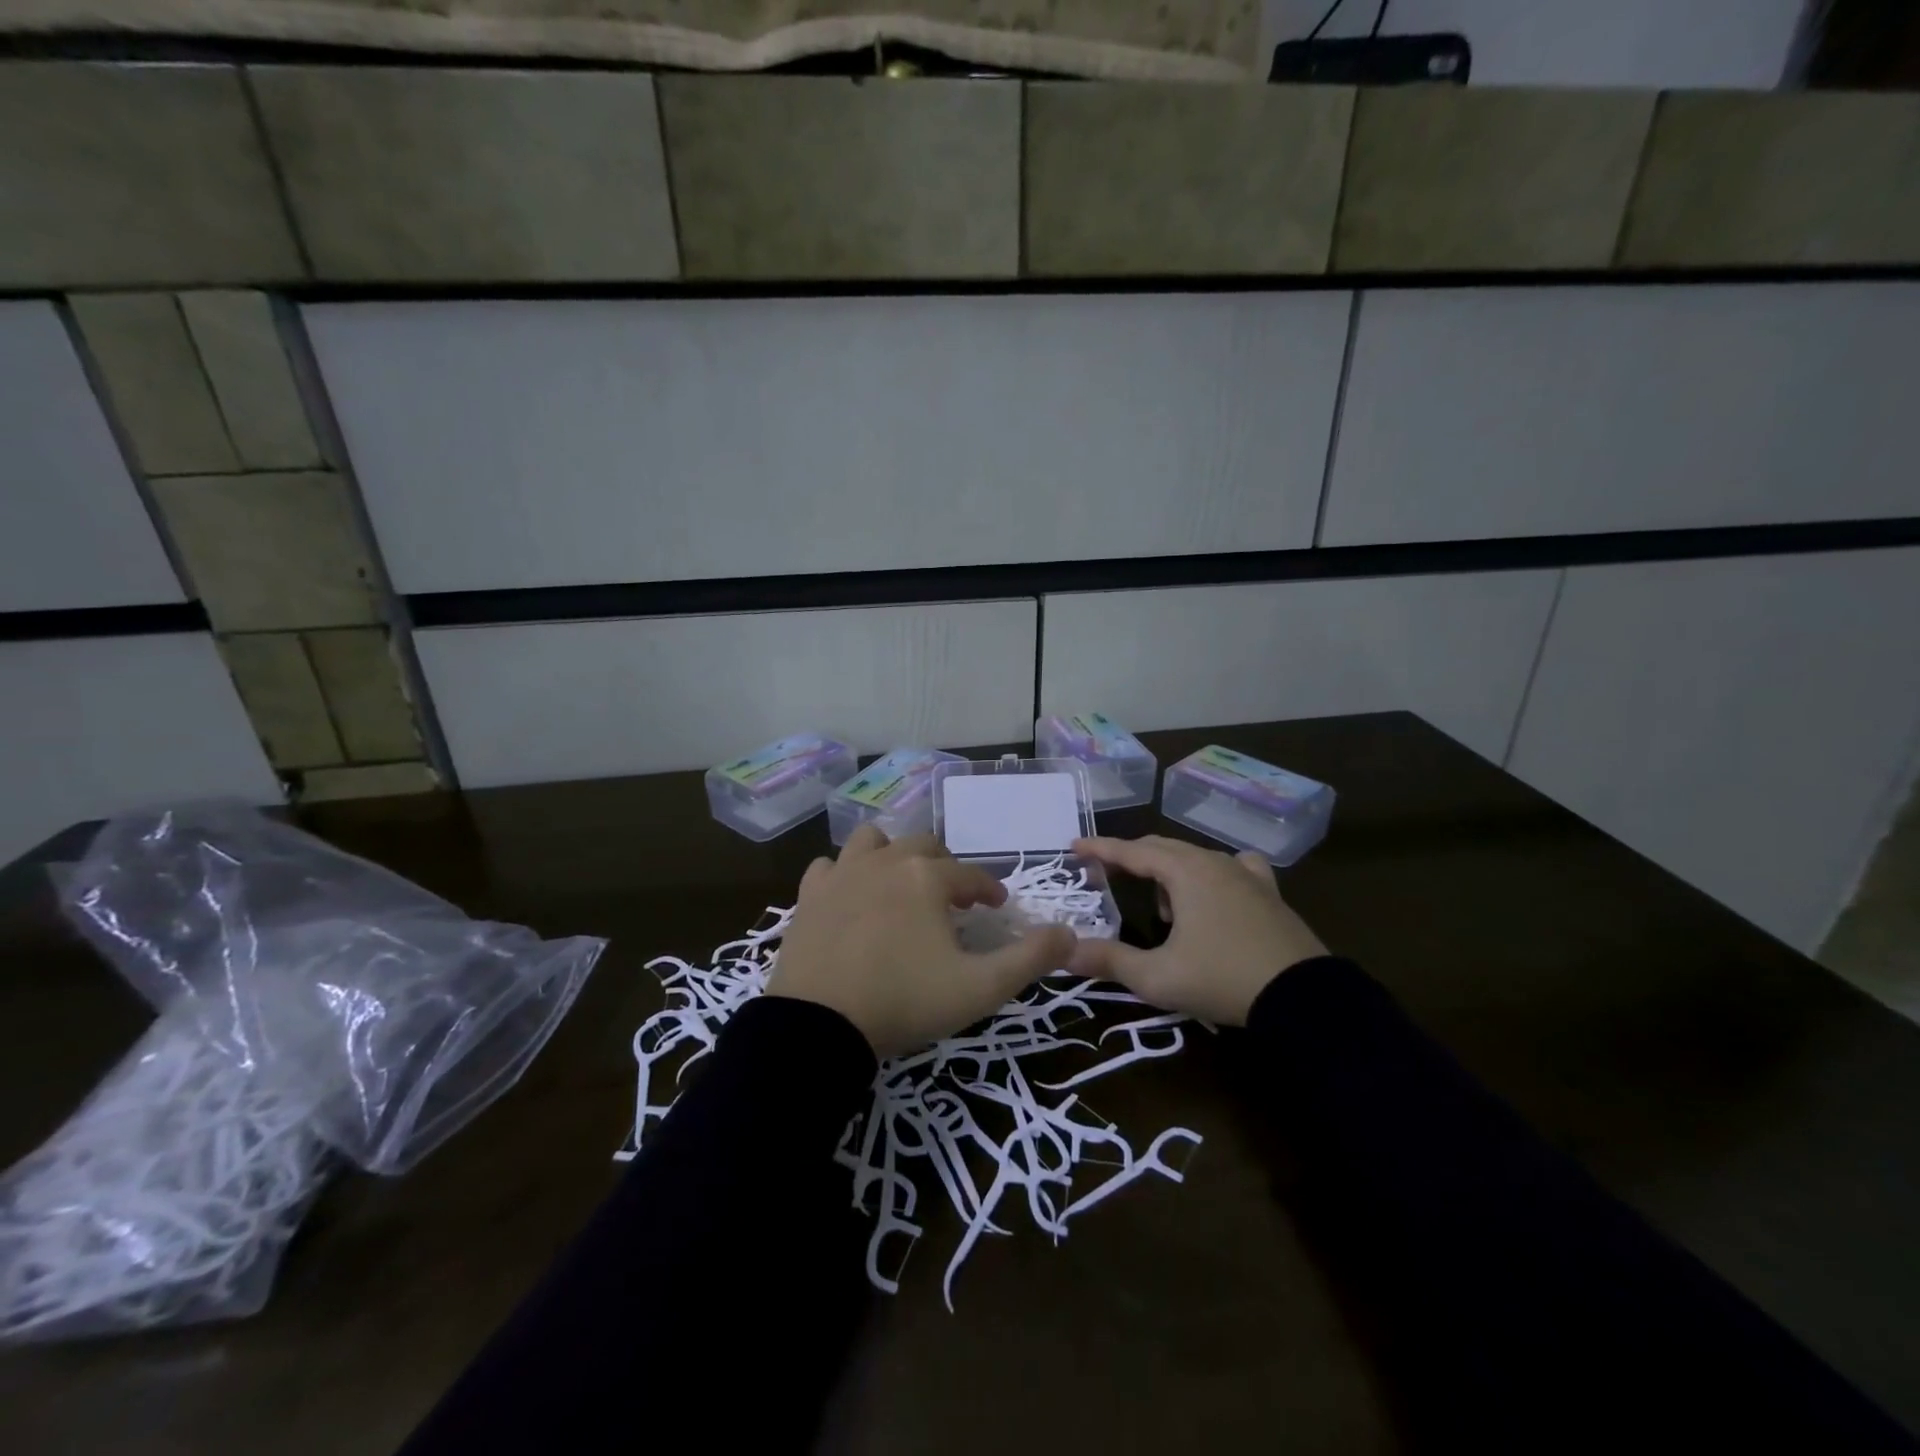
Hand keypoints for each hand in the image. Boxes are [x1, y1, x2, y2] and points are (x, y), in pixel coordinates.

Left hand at [768, 825, 1074, 1058]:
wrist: (820, 1025)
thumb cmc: (905, 1002)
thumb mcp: (980, 988)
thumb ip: (1030, 959)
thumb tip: (1070, 933)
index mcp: (928, 877)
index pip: (971, 874)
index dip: (989, 889)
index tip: (997, 907)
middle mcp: (886, 861)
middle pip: (924, 846)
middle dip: (945, 867)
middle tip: (952, 899)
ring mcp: (842, 874)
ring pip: (873, 841)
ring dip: (891, 855)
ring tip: (900, 885)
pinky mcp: (809, 895)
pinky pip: (829, 867)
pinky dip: (843, 875)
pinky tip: (850, 897)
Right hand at [1067, 835, 1327, 1025]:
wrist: (1304, 999)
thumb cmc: (1222, 979)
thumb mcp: (1157, 976)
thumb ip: (1108, 960)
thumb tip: (1064, 953)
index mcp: (1184, 871)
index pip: (1131, 851)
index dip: (1100, 849)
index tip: (1074, 846)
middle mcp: (1213, 861)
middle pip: (1161, 847)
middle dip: (1130, 858)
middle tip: (1105, 875)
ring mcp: (1246, 874)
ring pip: (1194, 857)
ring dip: (1168, 872)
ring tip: (1162, 909)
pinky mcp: (1269, 892)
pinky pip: (1232, 868)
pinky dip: (1210, 875)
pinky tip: (1215, 894)